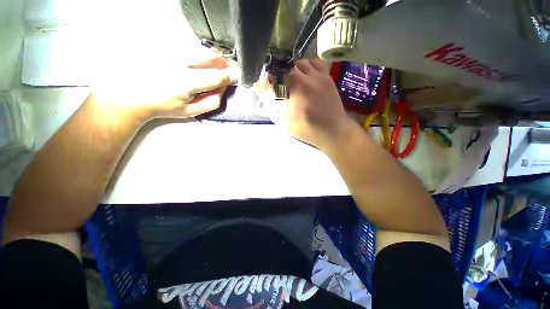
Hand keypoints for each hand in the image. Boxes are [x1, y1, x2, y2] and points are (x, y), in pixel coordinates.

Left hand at [92, 47, 238, 123]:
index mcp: (187, 83)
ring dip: (212, 54)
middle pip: (208, 56)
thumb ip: (211, 102)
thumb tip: (223, 89)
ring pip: (198, 48)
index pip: (216, 77)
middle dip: (223, 59)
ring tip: (219, 60)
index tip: (235, 75)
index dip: (229, 76)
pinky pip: (186, 45)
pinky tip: (200, 57)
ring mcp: (169, 52)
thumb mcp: (191, 111)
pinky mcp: (161, 46)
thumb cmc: (163, 106)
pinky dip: (198, 50)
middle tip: (230, 64)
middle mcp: (178, 63)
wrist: (131, 95)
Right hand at [256, 59, 353, 148]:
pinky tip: (306, 76)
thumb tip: (264, 93)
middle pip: (283, 68)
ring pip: (298, 63)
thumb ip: (271, 108)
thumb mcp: (284, 124)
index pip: (271, 80)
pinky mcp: (326, 76)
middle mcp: (302, 80)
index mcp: (290, 95)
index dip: (265, 82)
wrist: (332, 130)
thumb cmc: (307, 130)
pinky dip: (306, 66)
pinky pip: (313, 62)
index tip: (265, 88)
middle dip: (278, 76)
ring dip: (291, 70)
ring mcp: (315, 76)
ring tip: (292, 81)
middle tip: (279, 86)